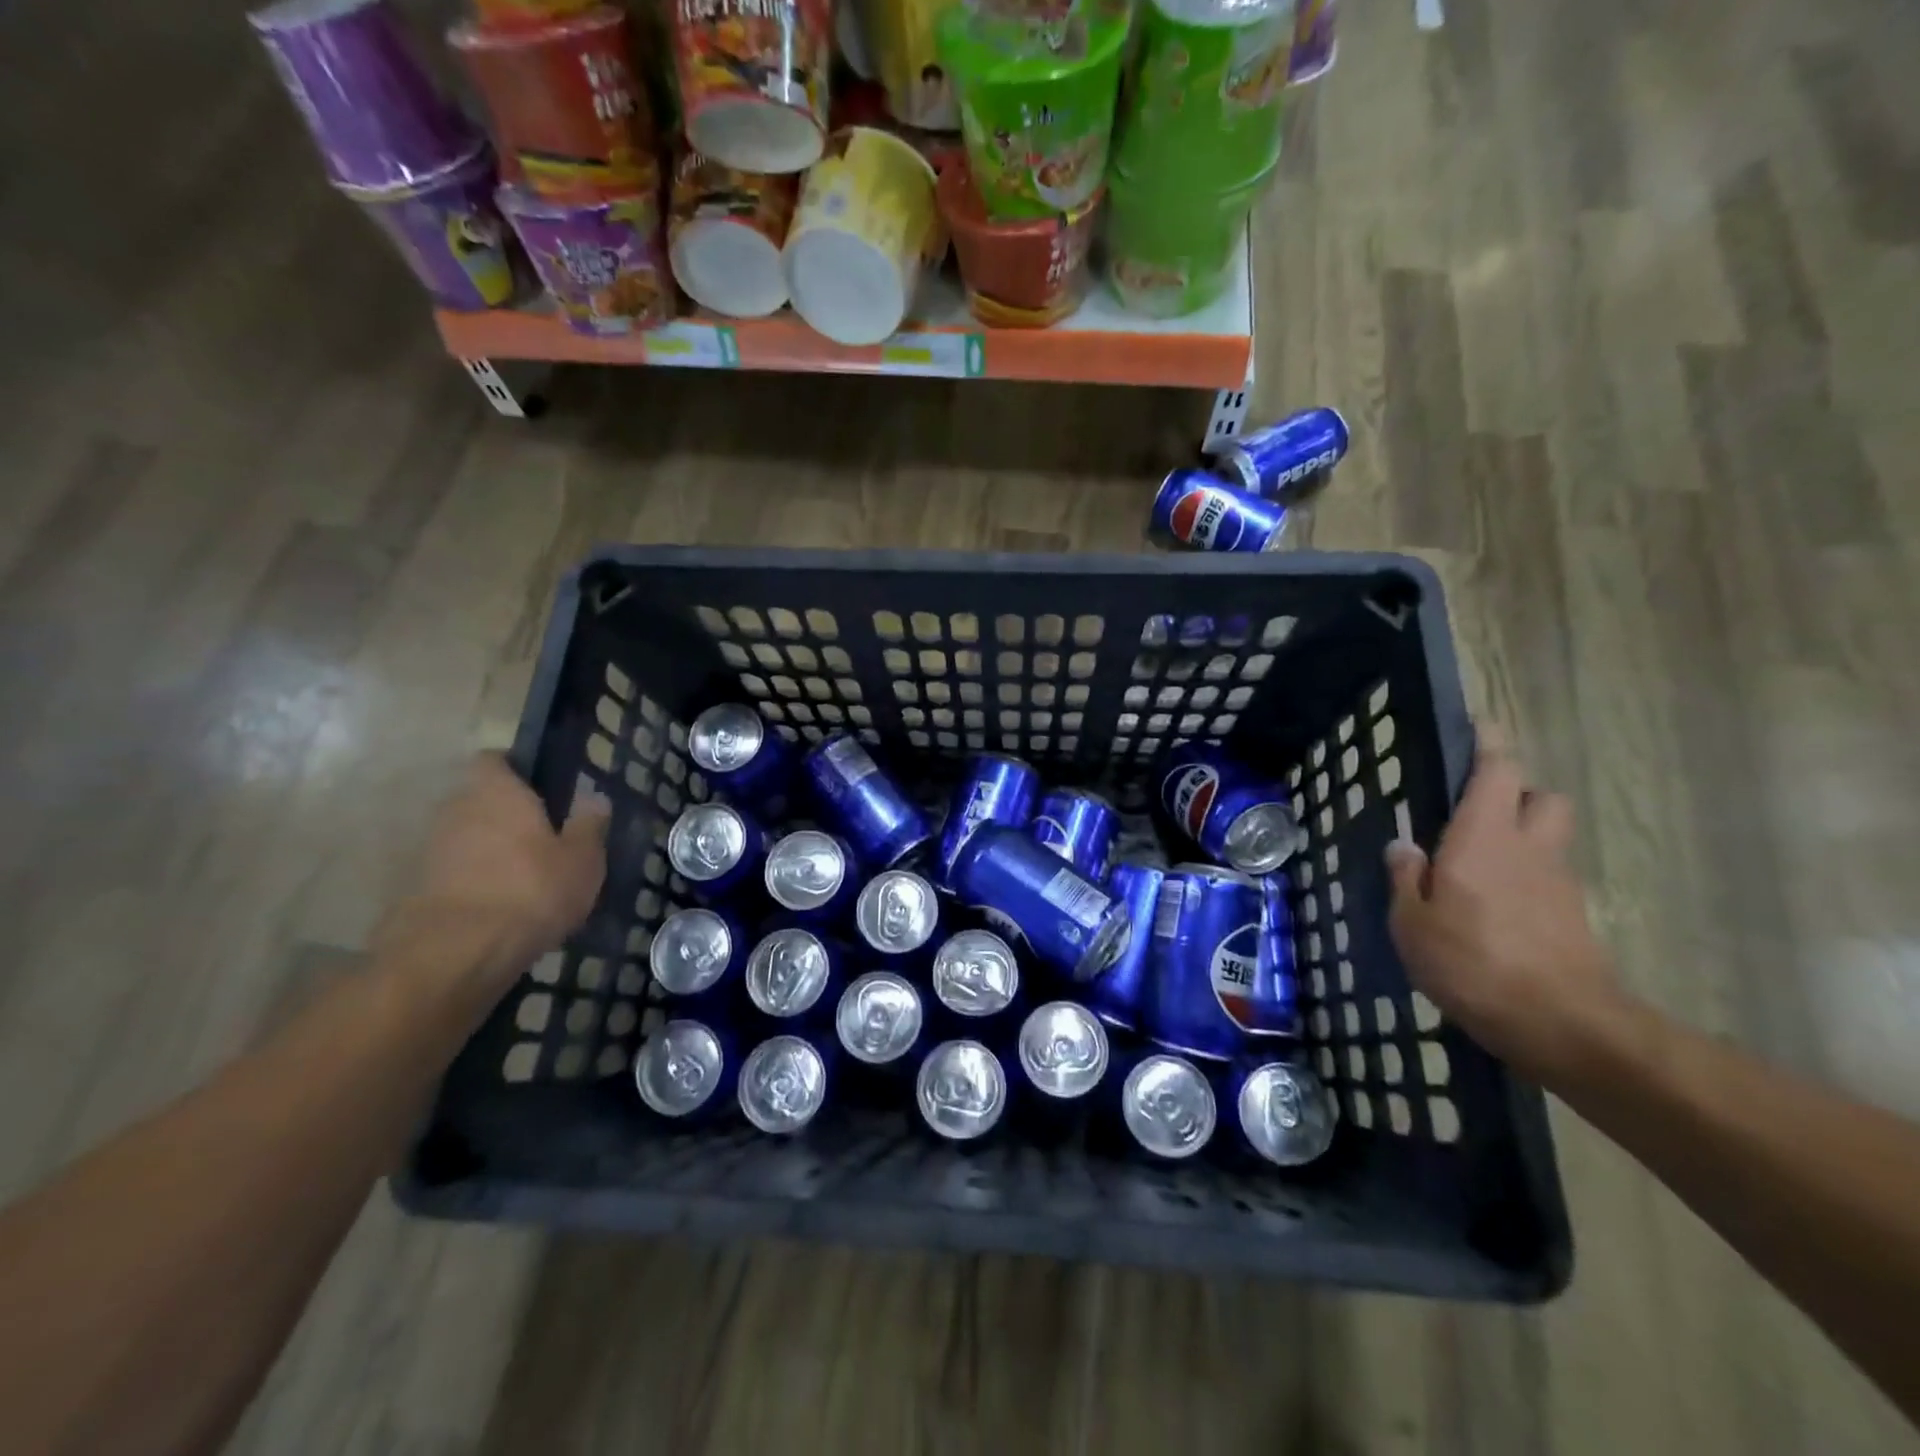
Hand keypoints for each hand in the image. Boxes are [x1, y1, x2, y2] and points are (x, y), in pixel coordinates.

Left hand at [403, 754, 609, 974]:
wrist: (455, 955)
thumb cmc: (530, 890)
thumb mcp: (582, 859)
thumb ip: (588, 825)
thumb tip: (594, 798)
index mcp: (496, 791)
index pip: (494, 760)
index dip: (516, 769)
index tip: (543, 788)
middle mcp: (456, 810)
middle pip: (480, 800)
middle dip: (507, 815)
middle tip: (544, 838)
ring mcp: (431, 850)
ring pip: (468, 837)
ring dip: (491, 851)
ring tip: (527, 878)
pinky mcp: (418, 889)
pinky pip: (455, 872)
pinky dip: (475, 881)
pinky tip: (503, 907)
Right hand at [1384, 732, 1624, 1080]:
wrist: (1563, 1025)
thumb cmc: (1473, 963)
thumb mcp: (1413, 924)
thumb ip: (1407, 878)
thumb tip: (1403, 846)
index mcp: (1483, 838)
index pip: (1498, 772)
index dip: (1490, 743)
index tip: (1480, 724)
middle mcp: (1529, 849)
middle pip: (1542, 797)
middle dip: (1518, 794)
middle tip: (1478, 812)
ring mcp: (1558, 883)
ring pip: (1549, 839)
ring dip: (1523, 838)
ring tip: (1478, 869)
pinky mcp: (1573, 918)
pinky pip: (1548, 879)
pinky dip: (1526, 881)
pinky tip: (1494, 914)